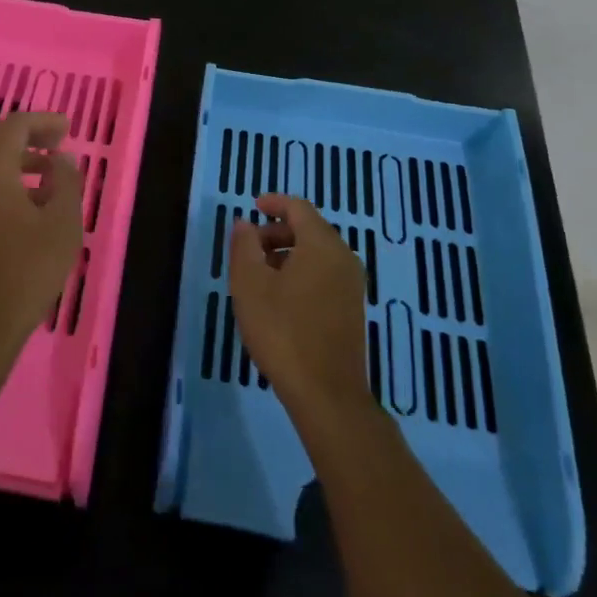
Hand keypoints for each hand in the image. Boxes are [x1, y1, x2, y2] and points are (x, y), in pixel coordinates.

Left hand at [0, 111, 83, 370]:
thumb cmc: (26, 271)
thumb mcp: (62, 225)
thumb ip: (66, 182)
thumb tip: (61, 160)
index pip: (14, 125)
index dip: (43, 122)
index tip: (67, 129)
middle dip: (26, 135)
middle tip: (56, 144)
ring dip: (13, 158)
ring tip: (47, 174)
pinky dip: (0, 177)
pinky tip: (24, 201)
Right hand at [229, 194, 372, 430]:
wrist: (326, 393)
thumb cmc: (282, 331)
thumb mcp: (249, 284)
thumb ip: (244, 245)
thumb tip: (245, 223)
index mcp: (322, 245)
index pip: (298, 208)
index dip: (274, 203)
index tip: (252, 207)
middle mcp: (344, 258)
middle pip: (310, 229)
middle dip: (277, 231)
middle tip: (249, 247)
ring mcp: (352, 285)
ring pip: (317, 253)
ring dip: (288, 253)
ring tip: (259, 274)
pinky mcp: (352, 309)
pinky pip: (325, 274)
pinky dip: (301, 271)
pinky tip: (279, 296)